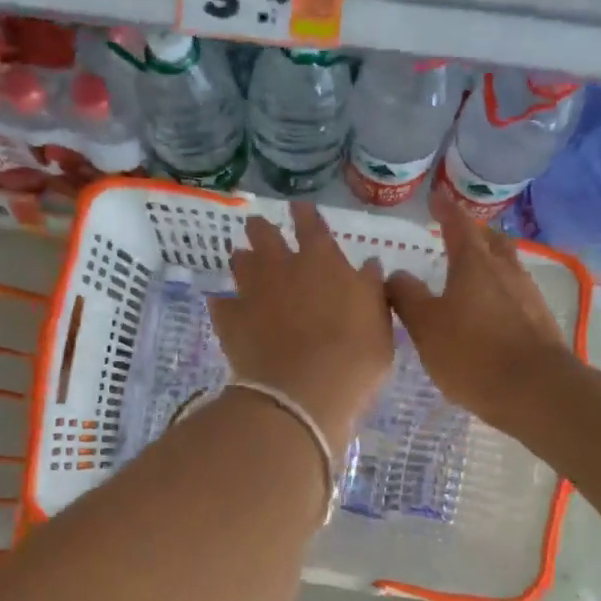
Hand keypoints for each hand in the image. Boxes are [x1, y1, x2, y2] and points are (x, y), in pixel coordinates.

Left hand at [210, 202, 393, 450]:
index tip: (298, 206)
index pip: (312, 225)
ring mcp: (251, 292)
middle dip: (262, 228)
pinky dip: (224, 303)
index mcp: (322, 261)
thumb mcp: (379, 324)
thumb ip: (371, 290)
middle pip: (264, 235)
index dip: (305, 214)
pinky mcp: (229, 320)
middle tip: (259, 227)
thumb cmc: (354, 359)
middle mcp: (282, 267)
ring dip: (243, 260)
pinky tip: (224, 306)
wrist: (302, 394)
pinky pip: (221, 303)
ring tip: (242, 260)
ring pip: (240, 263)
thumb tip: (367, 265)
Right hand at [388, 192, 569, 430]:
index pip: (459, 225)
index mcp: (474, 264)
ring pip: (507, 267)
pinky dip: (500, 293)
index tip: (437, 197)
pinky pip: (516, 295)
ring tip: (472, 274)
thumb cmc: (472, 353)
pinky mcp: (540, 322)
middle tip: (458, 236)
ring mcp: (528, 296)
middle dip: (475, 234)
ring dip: (490, 264)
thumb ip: (407, 297)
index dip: (446, 210)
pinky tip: (490, 312)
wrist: (536, 391)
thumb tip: (395, 275)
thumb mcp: (425, 326)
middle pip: (492, 241)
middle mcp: (505, 271)